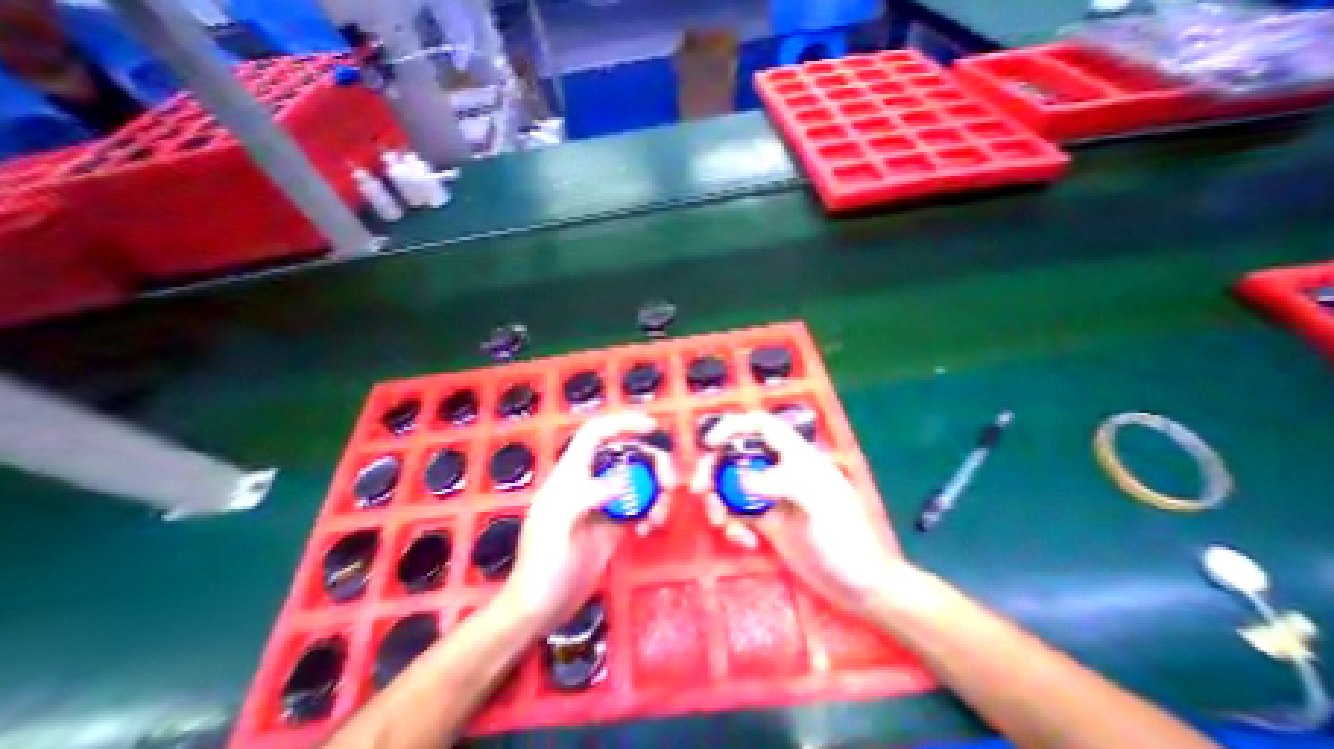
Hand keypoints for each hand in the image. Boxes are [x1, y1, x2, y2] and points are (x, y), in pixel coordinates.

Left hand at [494, 411, 673, 632]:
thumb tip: (625, 480)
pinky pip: (641, 504)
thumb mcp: (558, 526)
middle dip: (652, 462)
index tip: (650, 428)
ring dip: (656, 491)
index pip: (596, 433)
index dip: (622, 423)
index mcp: (571, 474)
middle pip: (627, 454)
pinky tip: (648, 529)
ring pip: (639, 479)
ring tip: (659, 516)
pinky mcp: (615, 523)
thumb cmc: (541, 566)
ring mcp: (605, 502)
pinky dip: (652, 510)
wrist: (540, 609)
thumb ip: (587, 496)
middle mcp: (590, 481)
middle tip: (669, 483)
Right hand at [701, 412, 906, 616]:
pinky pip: (736, 513)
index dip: (733, 426)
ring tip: (722, 524)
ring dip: (718, 501)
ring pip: (730, 484)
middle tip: (699, 490)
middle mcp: (778, 469)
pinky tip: (745, 542)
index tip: (709, 443)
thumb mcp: (817, 503)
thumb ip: (778, 484)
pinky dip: (731, 524)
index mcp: (795, 455)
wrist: (859, 585)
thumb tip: (738, 481)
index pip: (760, 425)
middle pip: (735, 454)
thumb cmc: (845, 536)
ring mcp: (769, 496)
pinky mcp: (764, 521)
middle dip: (713, 469)